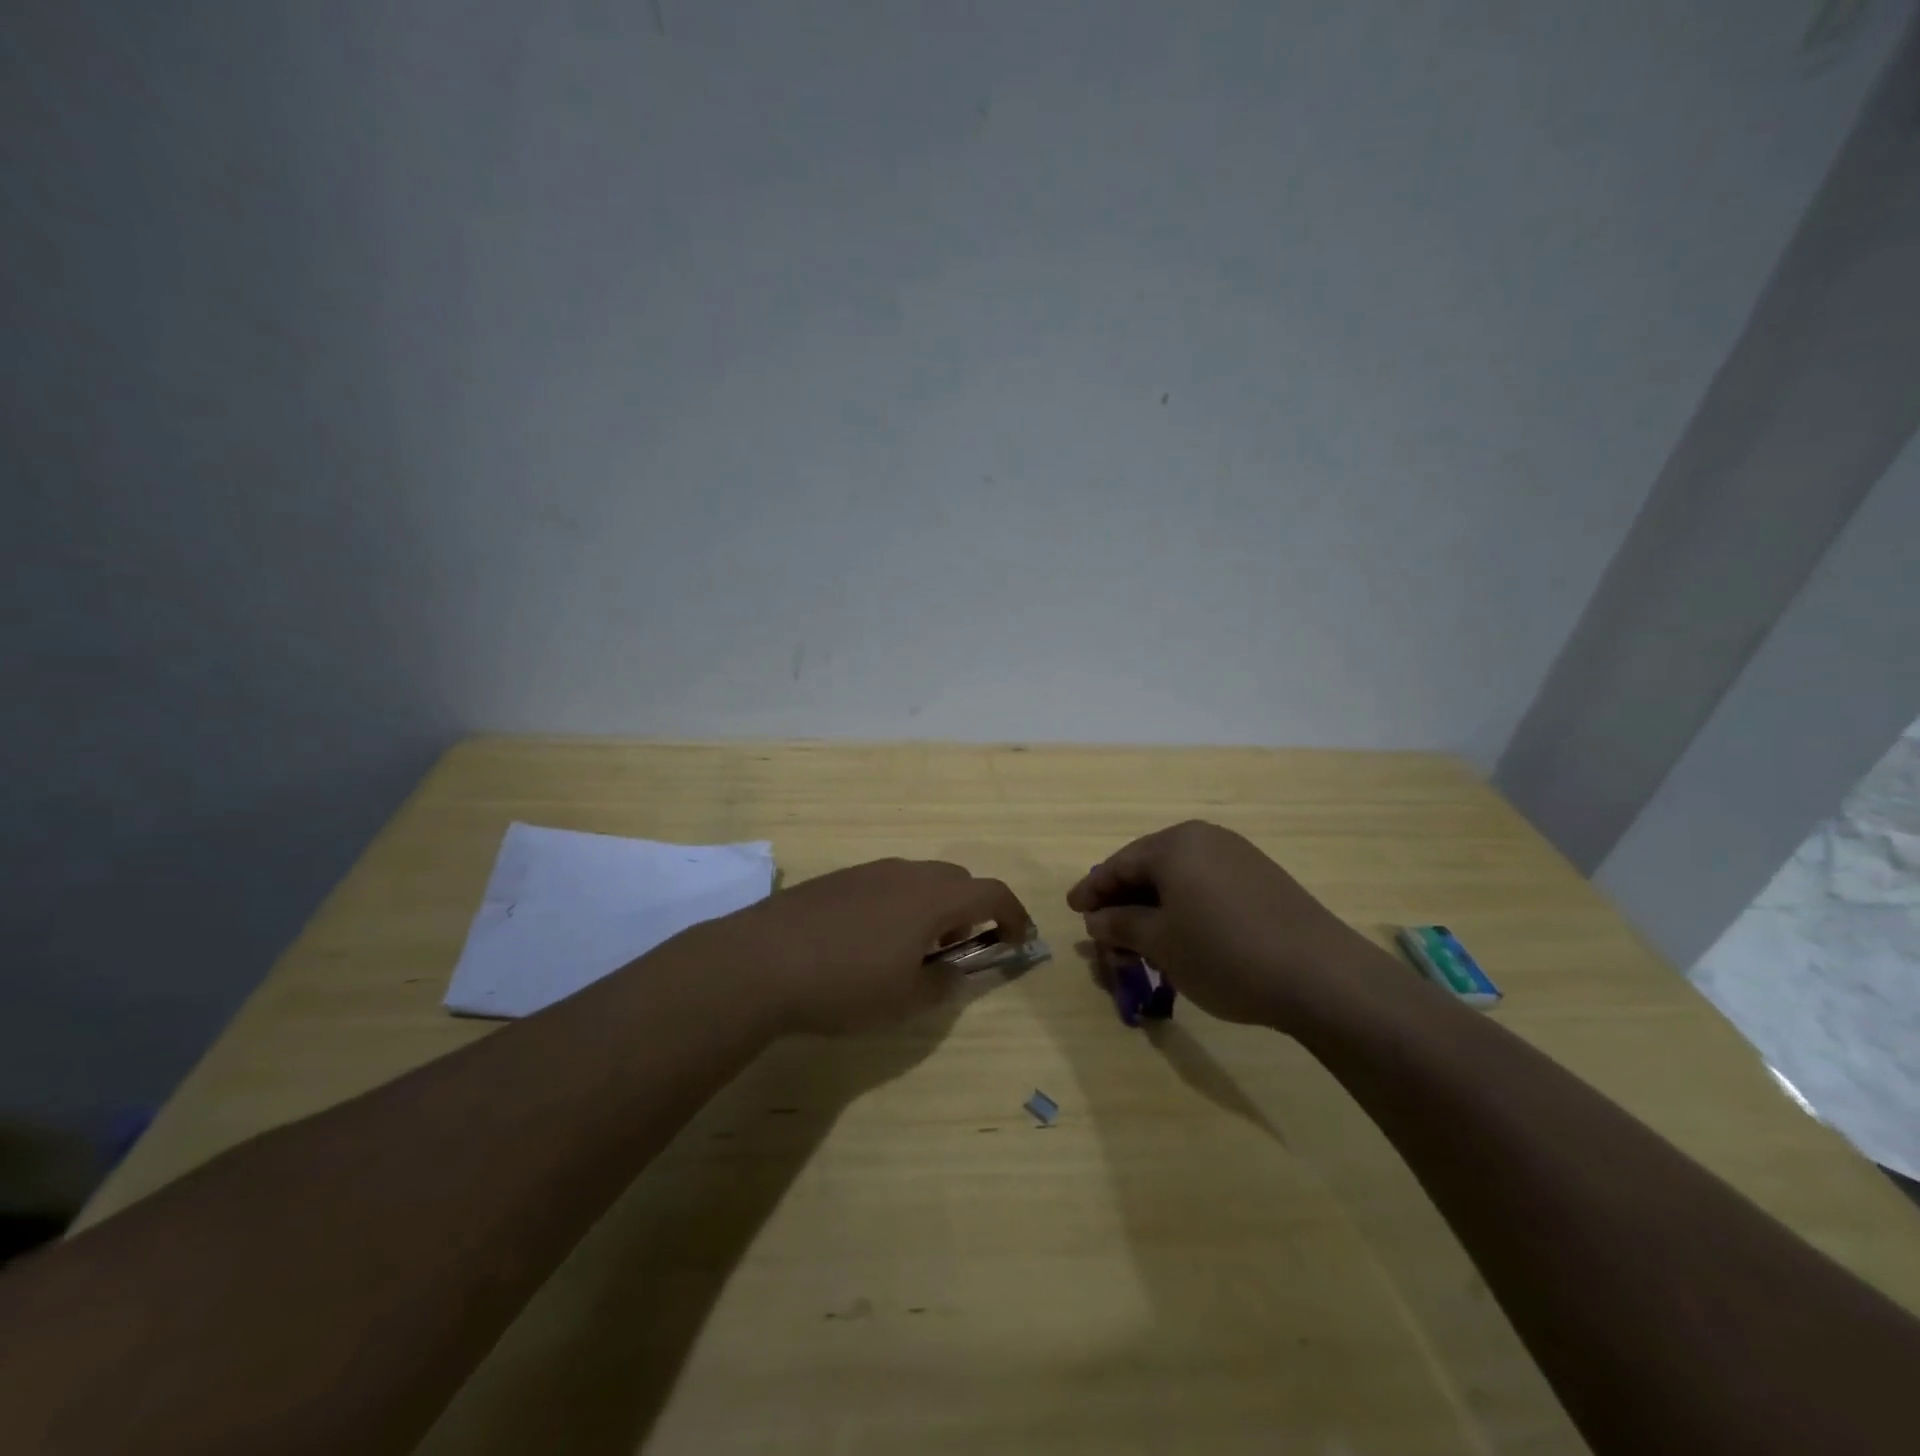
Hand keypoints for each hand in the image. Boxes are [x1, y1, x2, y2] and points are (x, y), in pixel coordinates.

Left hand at [709, 858, 1033, 1033]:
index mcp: (933, 898)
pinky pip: (886, 883)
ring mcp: (870, 870)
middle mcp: (907, 872)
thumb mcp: (905, 999)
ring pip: (920, 879)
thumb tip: (957, 971)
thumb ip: (943, 984)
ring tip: (914, 948)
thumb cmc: (845, 984)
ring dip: (933, 906)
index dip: (1013, 915)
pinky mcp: (839, 878)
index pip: (992, 893)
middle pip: (957, 880)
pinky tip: (870, 940)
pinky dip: (899, 904)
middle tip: (961, 948)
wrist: (760, 961)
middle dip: (971, 910)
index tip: (1018, 941)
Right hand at [1068, 821, 1389, 1031]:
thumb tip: (1097, 919)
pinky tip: (1183, 938)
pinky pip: (1207, 887)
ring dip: (1154, 909)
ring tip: (1142, 943)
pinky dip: (1185, 909)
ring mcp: (1239, 857)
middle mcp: (1205, 839)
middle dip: (1123, 902)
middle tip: (1105, 934)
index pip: (1119, 864)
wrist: (1321, 976)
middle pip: (1149, 868)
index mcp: (1175, 845)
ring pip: (1179, 880)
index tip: (1073, 910)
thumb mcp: (1160, 943)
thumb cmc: (1224, 953)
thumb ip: (1121, 925)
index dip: (1092, 890)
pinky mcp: (1263, 880)